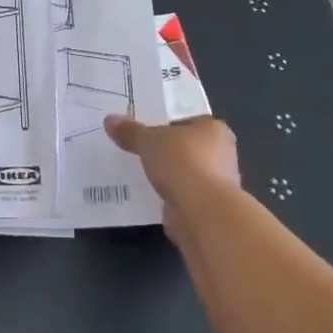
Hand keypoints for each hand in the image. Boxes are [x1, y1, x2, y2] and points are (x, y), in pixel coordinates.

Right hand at [104, 114, 240, 244]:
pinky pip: (184, 195)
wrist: (202, 212)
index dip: (168, 124)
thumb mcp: (148, 140)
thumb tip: (109, 120)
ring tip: (142, 174)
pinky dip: (171, 196)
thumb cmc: (181, 162)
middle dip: (168, 151)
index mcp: (214, 129)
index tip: (147, 130)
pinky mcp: (209, 208)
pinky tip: (151, 195)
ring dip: (170, 176)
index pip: (190, 121)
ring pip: (187, 173)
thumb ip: (131, 131)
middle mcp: (222, 154)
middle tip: (141, 150)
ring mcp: (218, 183)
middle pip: (189, 147)